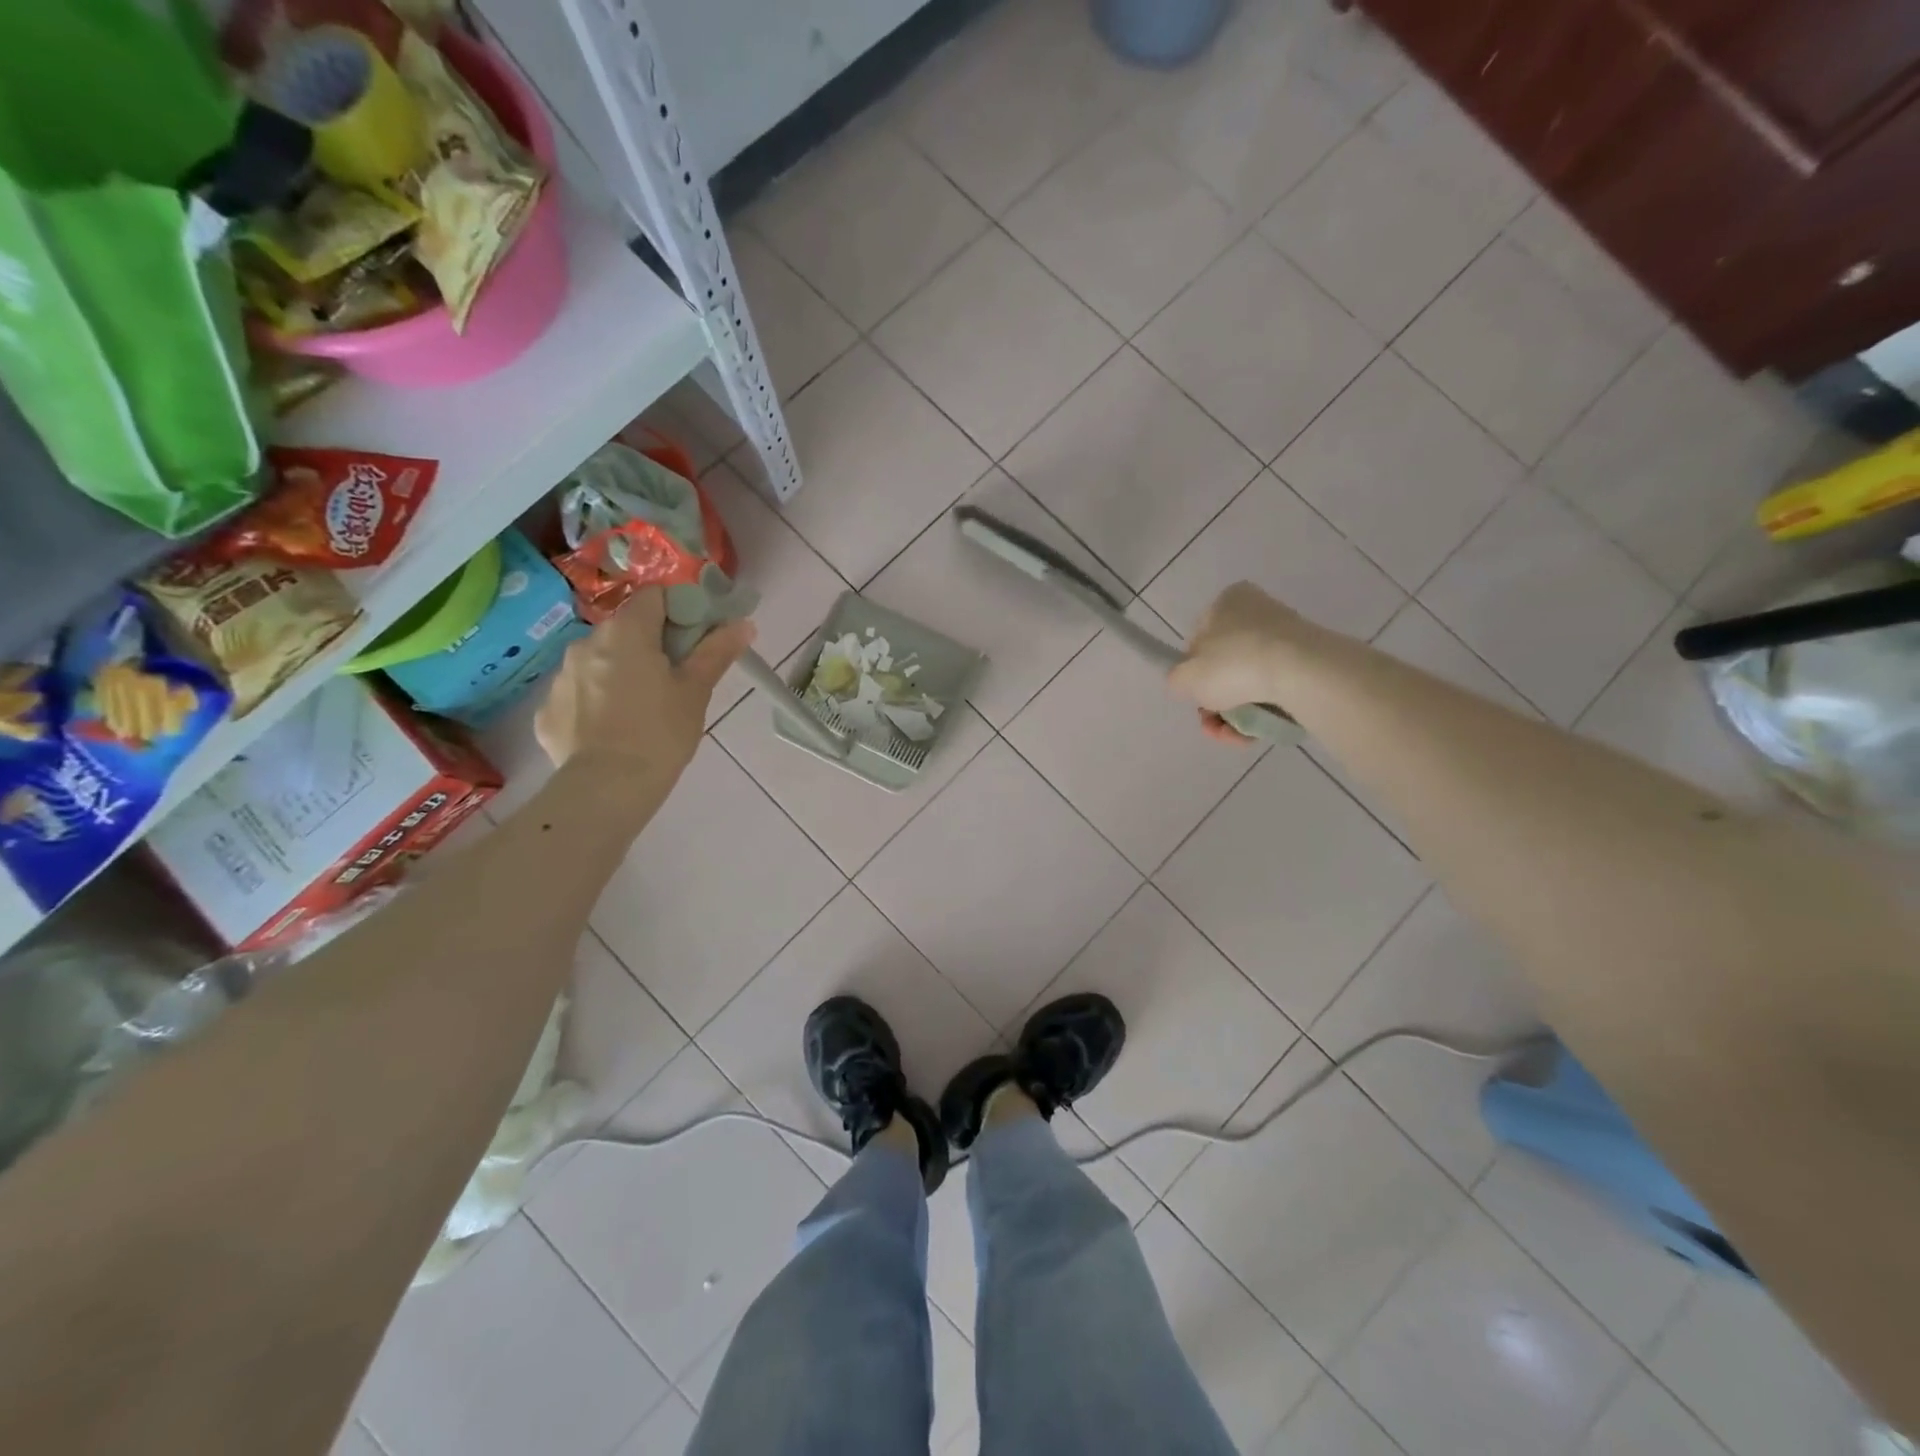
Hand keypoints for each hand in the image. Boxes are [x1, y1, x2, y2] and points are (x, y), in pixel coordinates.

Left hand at [536, 587, 754, 786]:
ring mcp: (560, 676)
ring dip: (619, 672)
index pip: (655, 596)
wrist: (607, 788)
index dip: (678, 611)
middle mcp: (586, 642)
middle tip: (673, 680)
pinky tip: (612, 730)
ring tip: (640, 709)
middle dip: (649, 645)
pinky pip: (578, 694)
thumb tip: (743, 624)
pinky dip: (595, 702)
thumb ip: (716, 652)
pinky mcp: (546, 710)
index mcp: (626, 632)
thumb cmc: (661, 733)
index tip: (693, 640)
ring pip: (598, 661)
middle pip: (625, 629)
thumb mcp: (696, 691)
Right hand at [1167, 582, 1300, 743]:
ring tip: (1234, 735)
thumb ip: (1176, 679)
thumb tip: (1186, 683)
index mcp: (1227, 601)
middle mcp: (1258, 612)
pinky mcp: (1310, 662)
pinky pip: (1276, 690)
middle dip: (1216, 701)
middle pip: (1225, 665)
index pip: (1199, 639)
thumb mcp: (1185, 677)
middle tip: (1213, 723)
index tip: (1196, 695)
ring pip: (1250, 682)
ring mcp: (1287, 637)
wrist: (1302, 673)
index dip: (1193, 672)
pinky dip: (1262, 712)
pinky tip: (1254, 734)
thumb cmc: (1234, 664)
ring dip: (1235, 714)